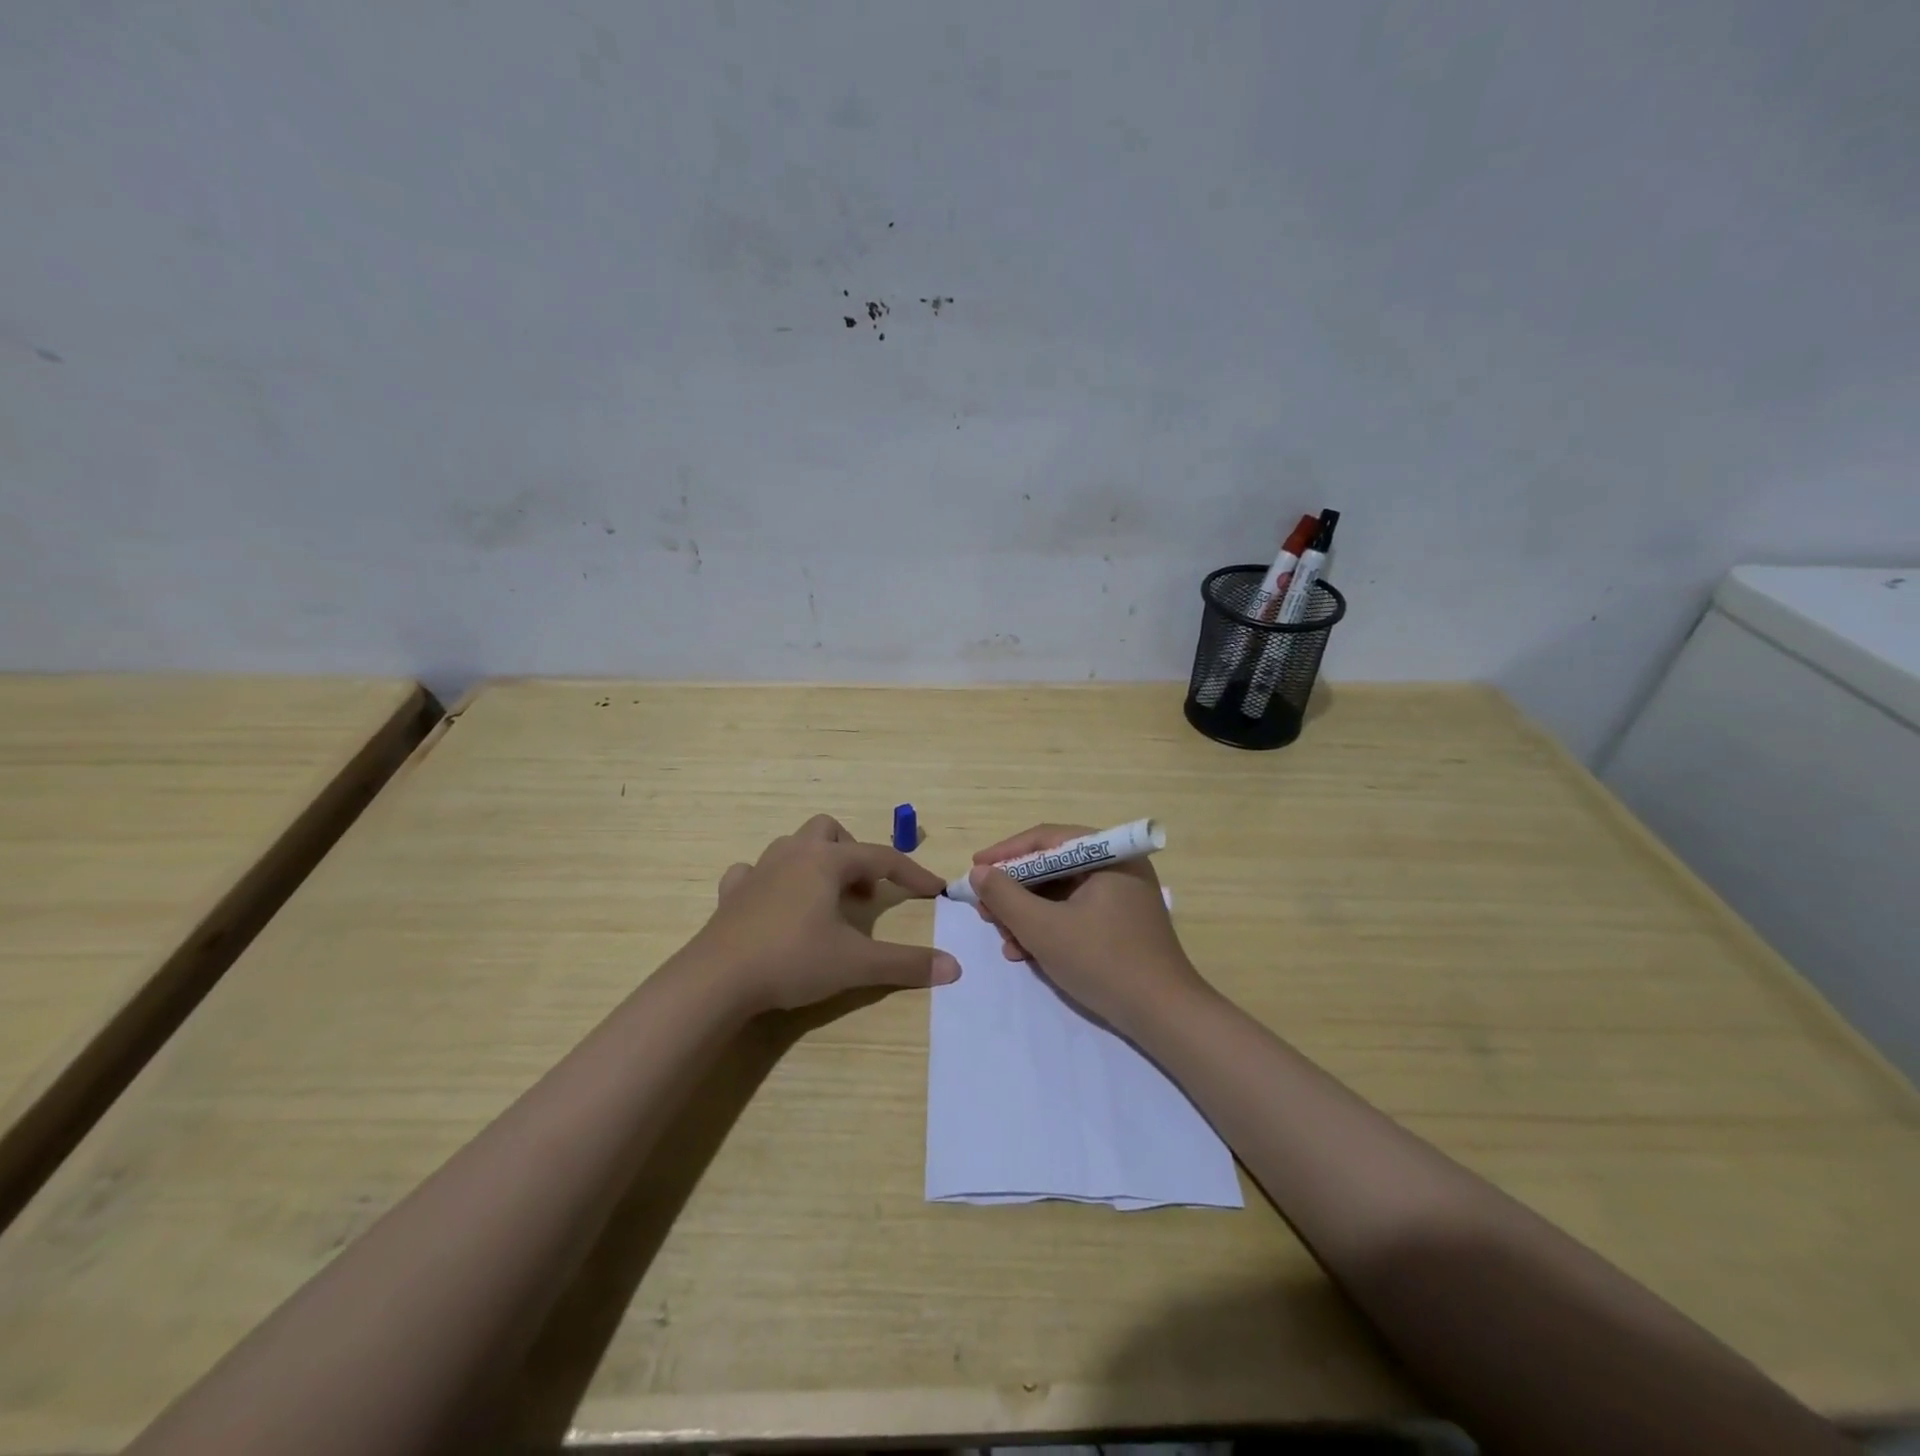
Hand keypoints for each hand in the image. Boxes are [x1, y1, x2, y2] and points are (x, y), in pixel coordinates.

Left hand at [691, 814, 957, 1012]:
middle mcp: (793, 854)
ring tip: (825, 899)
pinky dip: (771, 882)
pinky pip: (754, 872)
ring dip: (815, 864)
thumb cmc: (792, 960)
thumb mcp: (856, 963)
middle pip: (830, 831)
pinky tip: (776, 906)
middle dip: (853, 854)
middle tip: (863, 892)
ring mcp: (758, 870)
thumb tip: (953, 967)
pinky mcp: (732, 893)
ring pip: (793, 846)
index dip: (912, 872)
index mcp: (826, 861)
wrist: (716, 979)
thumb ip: (906, 963)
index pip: (881, 857)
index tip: (934, 890)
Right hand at [968, 823, 1208, 1036]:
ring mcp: (1122, 896)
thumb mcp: (1044, 928)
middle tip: (984, 909)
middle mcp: (1118, 867)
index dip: (1005, 854)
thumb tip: (979, 872)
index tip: (974, 870)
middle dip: (1014, 890)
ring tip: (1002, 937)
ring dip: (1027, 914)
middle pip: (1053, 867)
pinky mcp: (1121, 924)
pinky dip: (1048, 928)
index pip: (1047, 840)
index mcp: (1109, 855)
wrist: (1163, 1016)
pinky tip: (1024, 952)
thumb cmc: (1103, 962)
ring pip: (1061, 893)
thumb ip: (1005, 896)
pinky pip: (1075, 913)